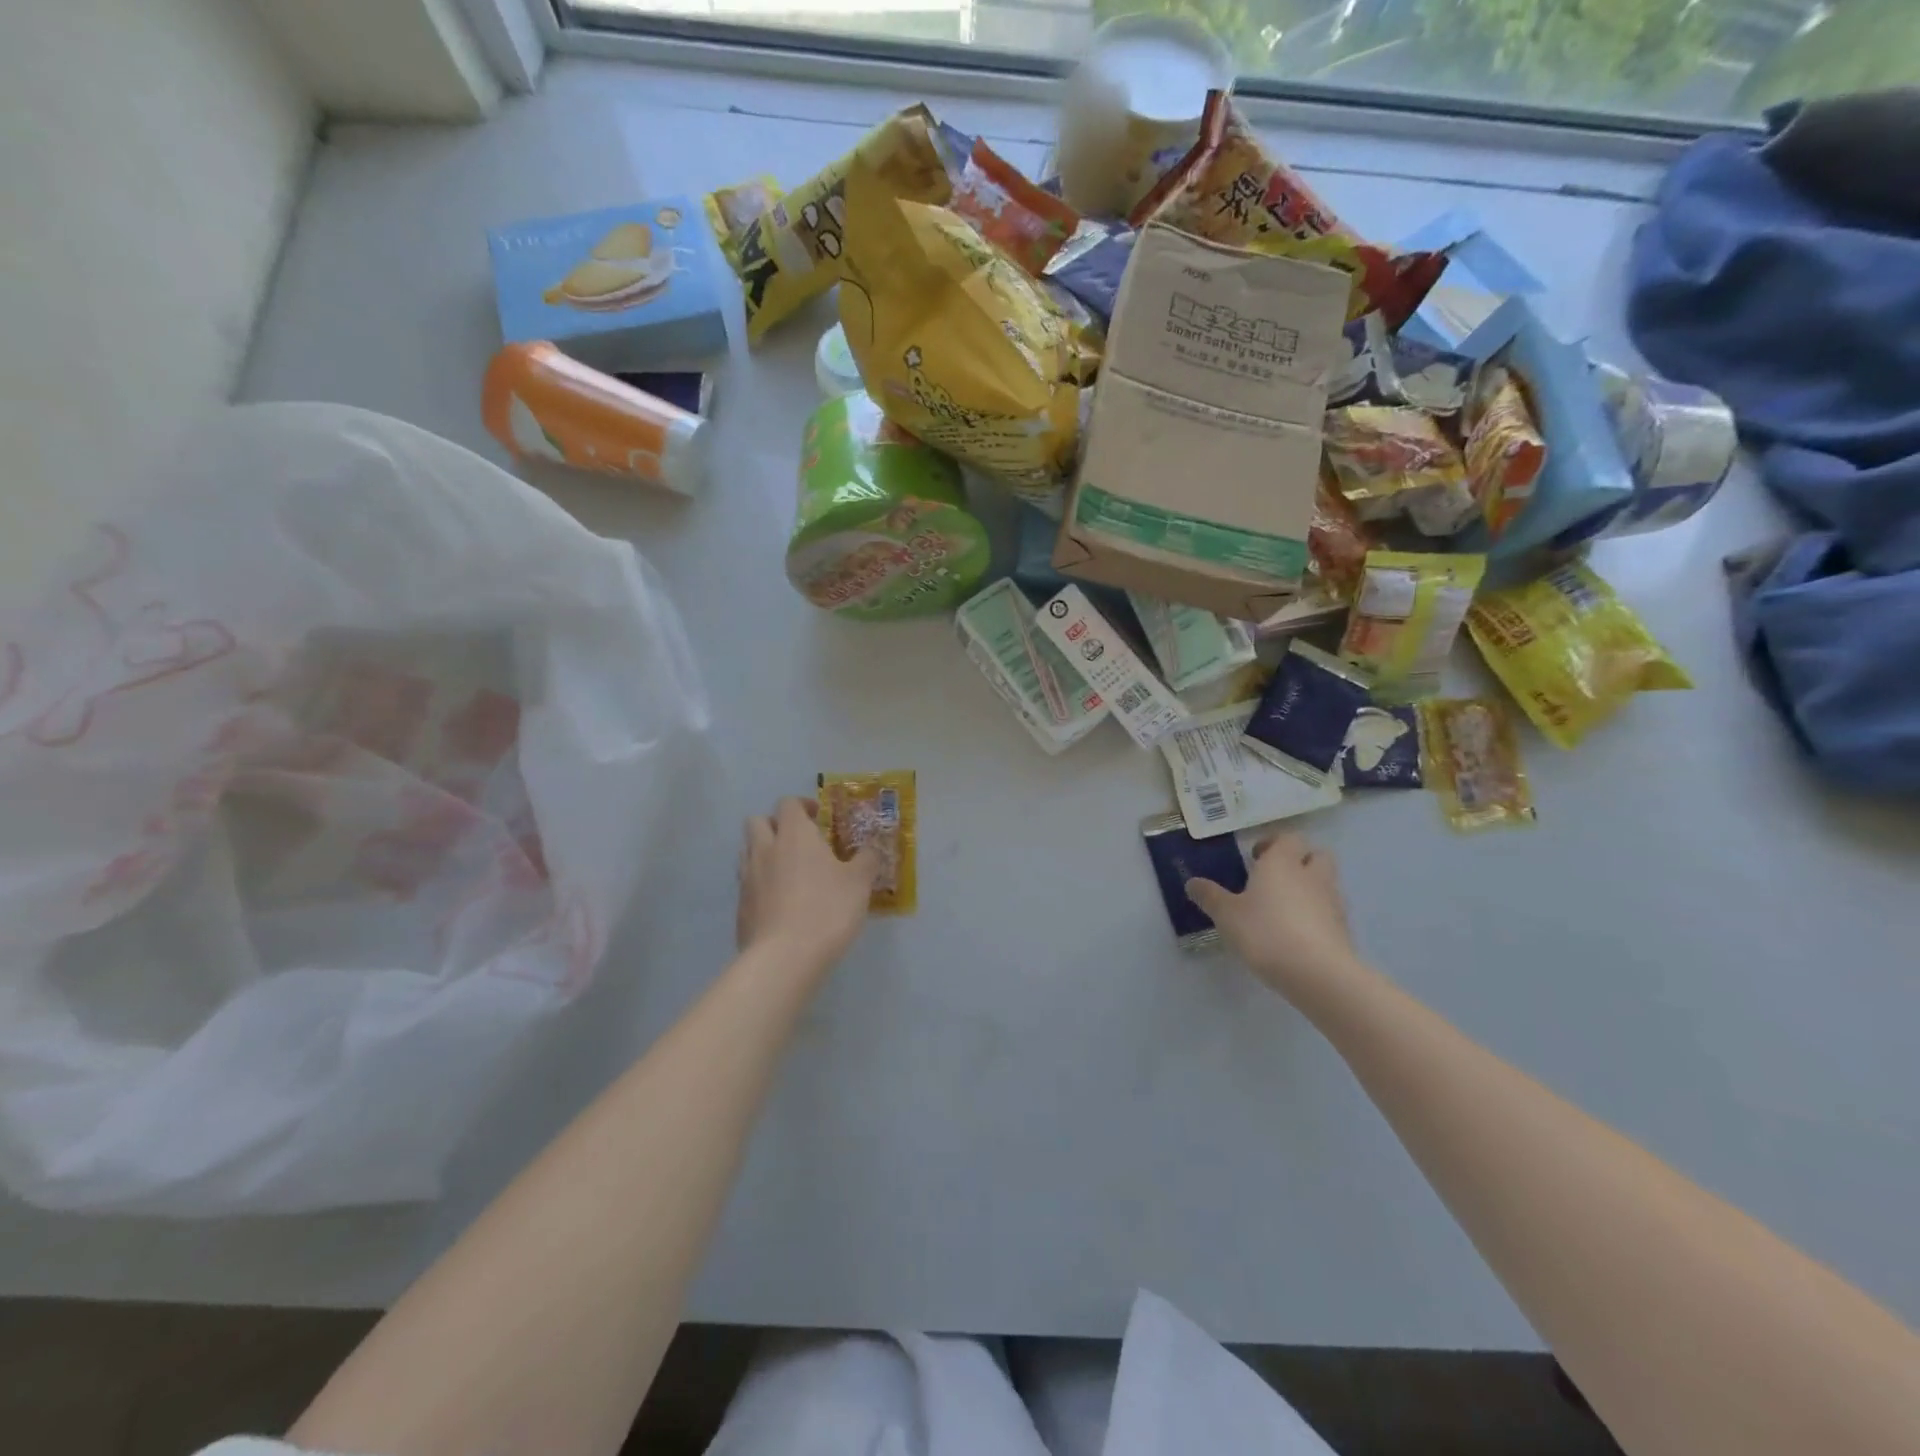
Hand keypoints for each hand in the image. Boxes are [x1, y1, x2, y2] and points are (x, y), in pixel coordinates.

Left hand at [737, 797, 879, 972]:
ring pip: (748, 851)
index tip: (819, 818)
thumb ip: (866, 860)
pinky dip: (761, 884)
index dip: (802, 805)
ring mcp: (747, 879)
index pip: (787, 803)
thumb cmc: (827, 909)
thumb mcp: (859, 882)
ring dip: (765, 852)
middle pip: (757, 821)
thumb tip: (870, 849)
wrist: (785, 958)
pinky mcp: (740, 907)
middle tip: (799, 841)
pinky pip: (747, 883)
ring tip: (789, 872)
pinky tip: (781, 903)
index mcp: (794, 835)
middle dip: (776, 825)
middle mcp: (765, 849)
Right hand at [1187, 831, 1359, 1000]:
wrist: (1318, 973)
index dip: (1273, 843)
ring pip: (1325, 882)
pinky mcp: (1343, 928)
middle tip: (1274, 878)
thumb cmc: (1265, 932)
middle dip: (1299, 861)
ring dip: (1309, 887)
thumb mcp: (1226, 915)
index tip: (1255, 858)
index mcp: (1282, 862)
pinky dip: (1317, 914)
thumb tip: (1192, 882)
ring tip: (1284, 908)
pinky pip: (1329, 911)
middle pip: (1316, 854)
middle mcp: (1311, 875)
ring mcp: (1332, 901)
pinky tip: (1297, 933)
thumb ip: (1210, 896)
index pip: (1288, 837)